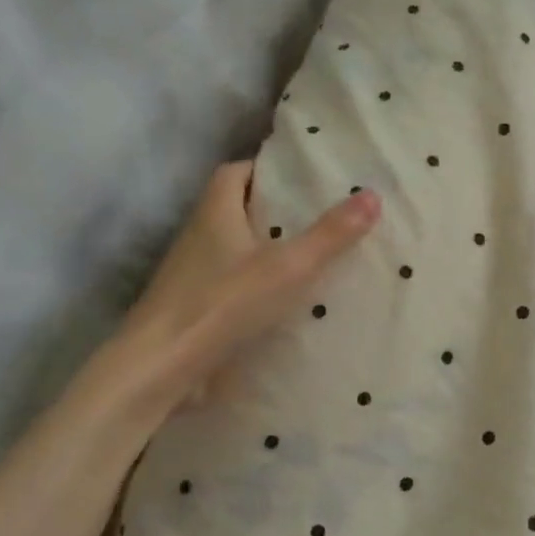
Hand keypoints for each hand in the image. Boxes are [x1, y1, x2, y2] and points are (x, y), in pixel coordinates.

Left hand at [112, 162, 380, 418]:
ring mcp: (192, 274)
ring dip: (265, 250)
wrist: (162, 366)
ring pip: (234, 249)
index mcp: (215, 212)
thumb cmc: (223, 304)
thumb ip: (330, 235)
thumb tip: (372, 194)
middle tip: (319, 217)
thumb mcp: (289, 267)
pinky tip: (286, 302)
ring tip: (312, 258)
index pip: (236, 173)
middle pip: (236, 210)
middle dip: (273, 211)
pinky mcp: (195, 308)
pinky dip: (257, 285)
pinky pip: (231, 284)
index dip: (266, 170)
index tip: (300, 178)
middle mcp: (199, 236)